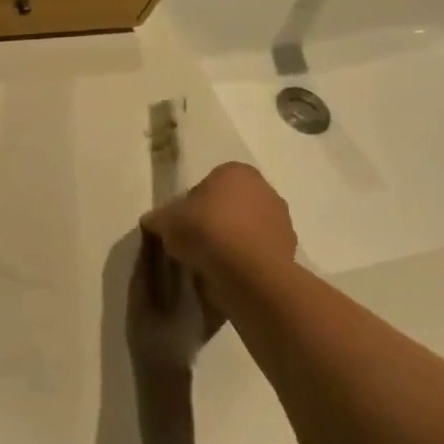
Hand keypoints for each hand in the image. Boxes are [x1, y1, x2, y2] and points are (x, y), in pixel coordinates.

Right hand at [141, 162, 297, 278]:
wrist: (247, 270)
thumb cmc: (205, 230)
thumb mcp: (165, 220)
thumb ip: (159, 217)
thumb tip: (153, 221)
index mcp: (235, 171)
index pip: (208, 183)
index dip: (191, 203)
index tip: (182, 222)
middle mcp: (264, 189)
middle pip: (231, 203)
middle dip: (215, 219)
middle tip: (193, 240)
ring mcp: (282, 219)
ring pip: (247, 227)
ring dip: (231, 239)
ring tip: (210, 260)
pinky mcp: (290, 248)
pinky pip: (258, 250)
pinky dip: (244, 258)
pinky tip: (228, 271)